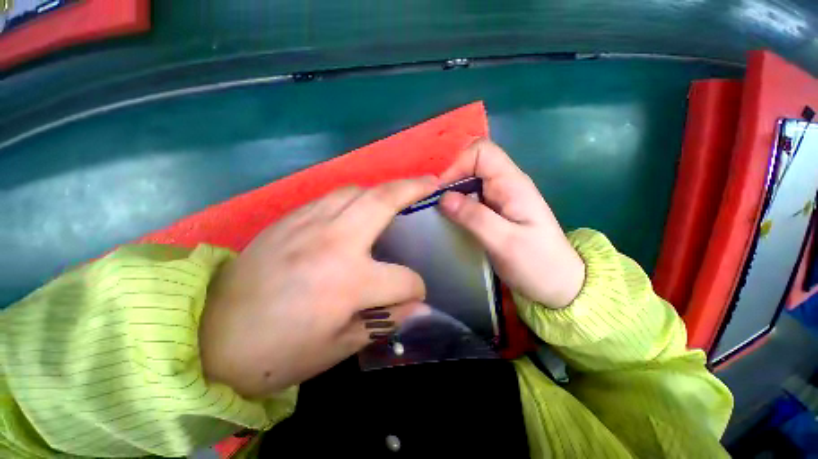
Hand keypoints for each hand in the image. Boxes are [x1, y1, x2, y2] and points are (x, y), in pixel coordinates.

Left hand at [199, 178, 436, 397]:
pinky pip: (333, 197)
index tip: (413, 295)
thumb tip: (417, 306)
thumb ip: (384, 320)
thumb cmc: (278, 353)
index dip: (415, 290)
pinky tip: (360, 207)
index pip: (404, 280)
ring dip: (384, 189)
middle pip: (384, 201)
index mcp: (348, 282)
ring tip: (400, 193)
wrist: (211, 337)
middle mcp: (333, 243)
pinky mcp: (290, 218)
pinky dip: (355, 197)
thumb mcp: (340, 347)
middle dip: (414, 188)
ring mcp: (309, 224)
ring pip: (358, 191)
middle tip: (431, 182)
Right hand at [439, 139, 584, 308]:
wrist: (558, 284)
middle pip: (472, 164)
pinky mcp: (493, 212)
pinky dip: (456, 205)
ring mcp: (499, 198)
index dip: (458, 164)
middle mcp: (505, 185)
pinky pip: (470, 199)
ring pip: (468, 182)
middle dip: (450, 181)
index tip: (441, 191)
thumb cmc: (538, 264)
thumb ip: (475, 217)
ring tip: (438, 214)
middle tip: (435, 206)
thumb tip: (442, 197)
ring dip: (451, 194)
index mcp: (512, 184)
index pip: (482, 153)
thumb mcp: (505, 242)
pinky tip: (449, 220)